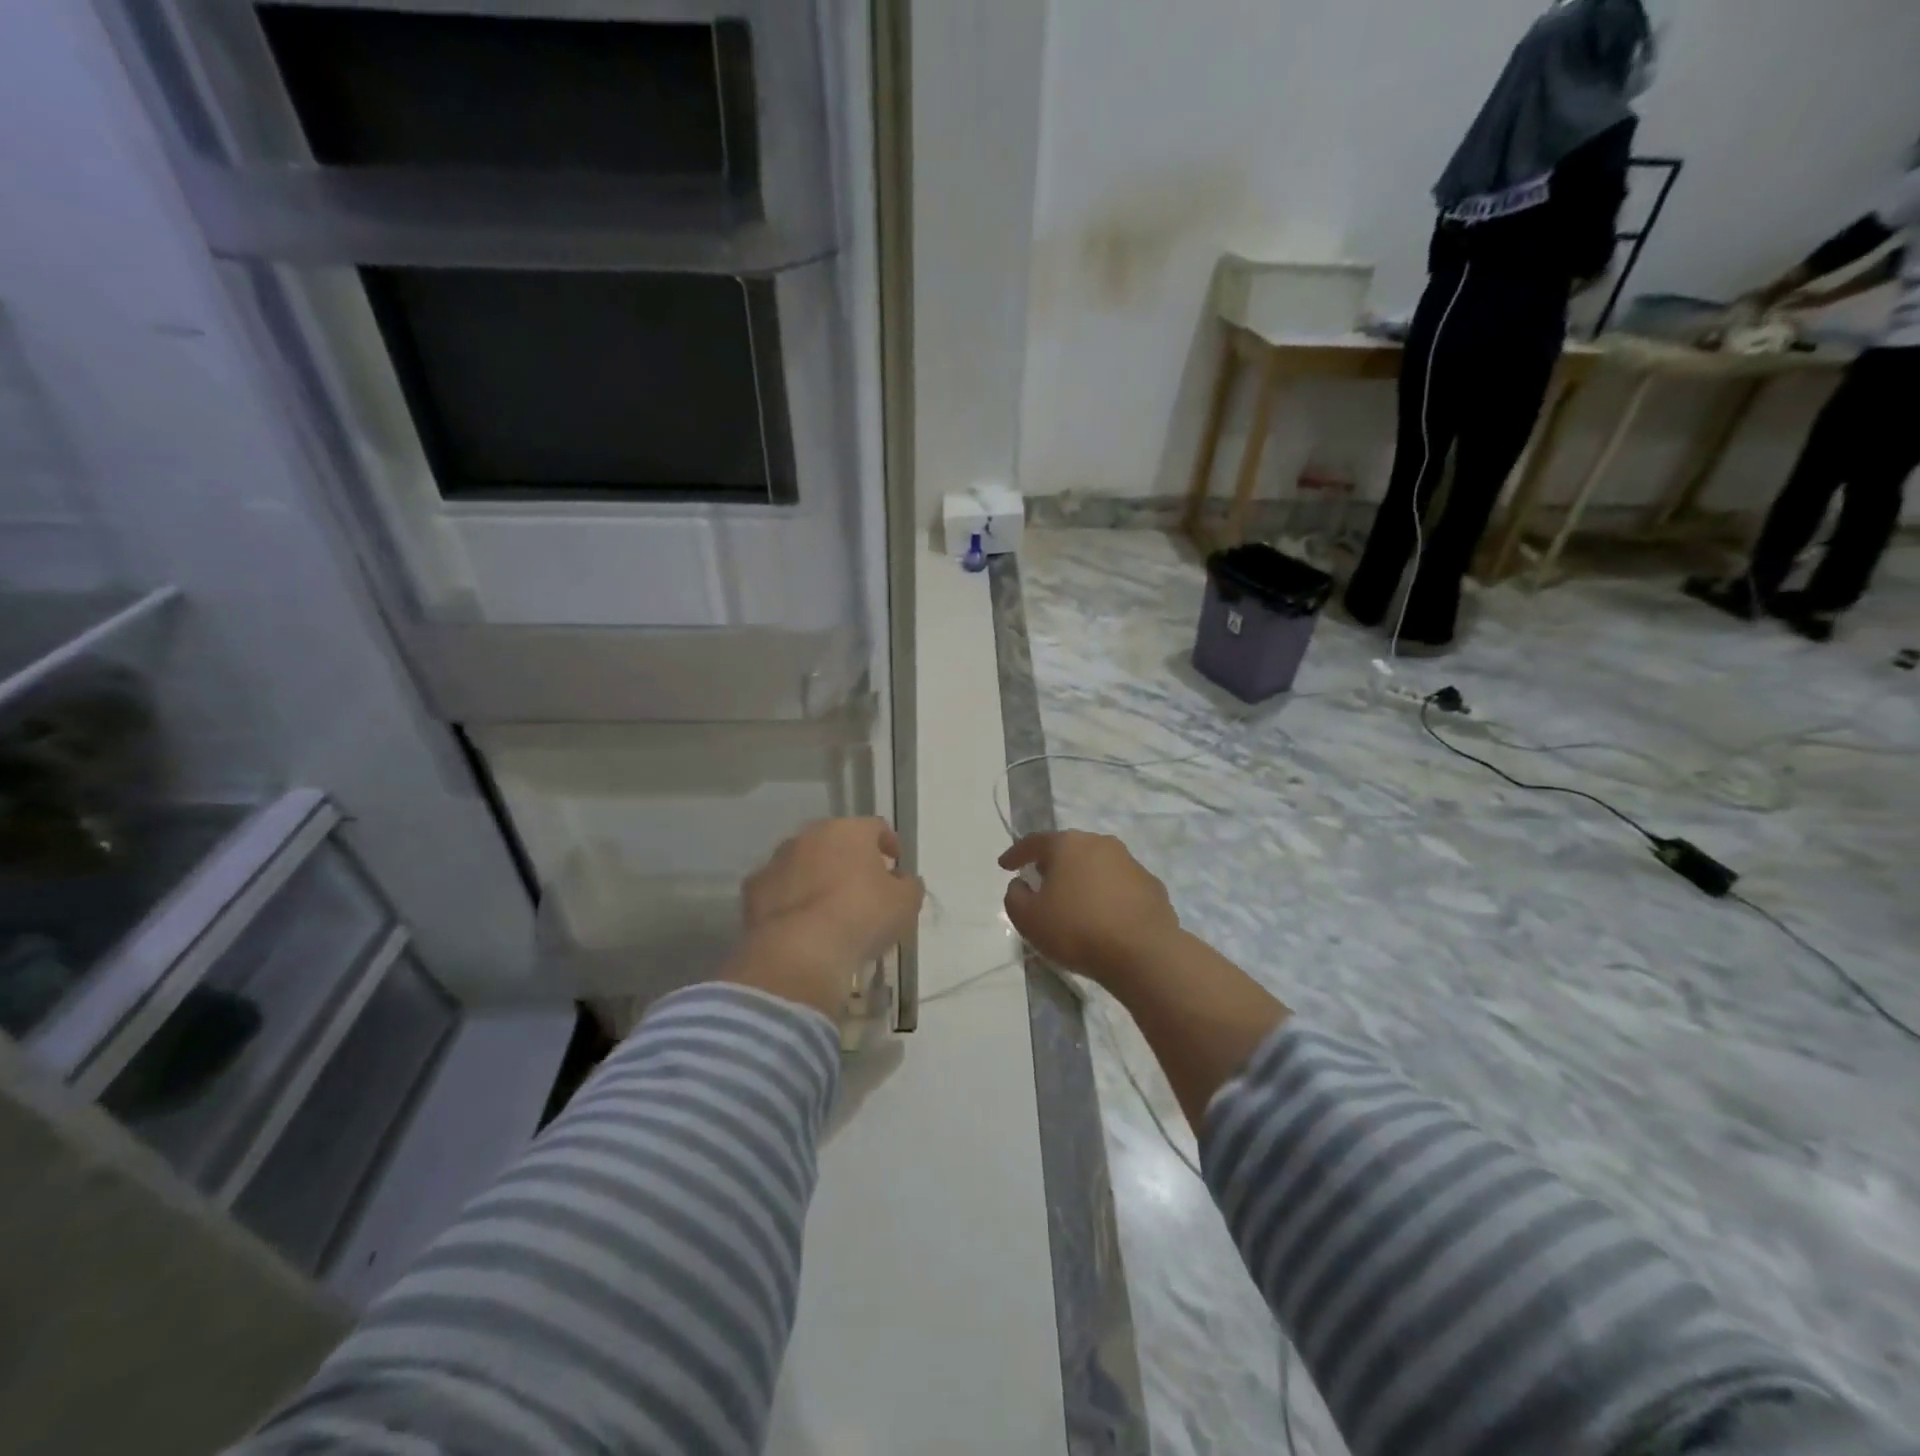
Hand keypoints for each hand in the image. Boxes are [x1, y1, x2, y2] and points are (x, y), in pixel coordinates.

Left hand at [725, 818, 922, 1020]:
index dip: (888, 844)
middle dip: (849, 859)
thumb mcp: (905, 903)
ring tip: (828, 908)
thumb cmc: (862, 916)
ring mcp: (777, 860)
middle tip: (862, 886)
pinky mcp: (753, 889)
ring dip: (816, 876)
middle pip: (835, 841)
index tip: (895, 865)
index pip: (875, 827)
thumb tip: (903, 880)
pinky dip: (789, 899)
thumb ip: (908, 885)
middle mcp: (809, 836)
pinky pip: (778, 889)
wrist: (800, 951)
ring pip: (803, 862)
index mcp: (848, 830)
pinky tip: (800, 923)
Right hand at [999, 831, 1181, 988]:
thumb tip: (1021, 884)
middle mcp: (1100, 843)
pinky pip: (1119, 885)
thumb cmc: (1077, 930)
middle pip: (1068, 849)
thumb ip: (1015, 896)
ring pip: (1096, 865)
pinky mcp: (1151, 884)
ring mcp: (1130, 862)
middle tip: (1040, 880)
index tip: (1004, 866)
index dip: (1015, 854)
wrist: (1143, 952)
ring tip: (1073, 901)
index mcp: (1067, 844)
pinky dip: (1107, 894)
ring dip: (1082, 878)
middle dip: (1052, 863)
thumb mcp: (1028, 919)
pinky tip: (1104, 916)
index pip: (1034, 843)